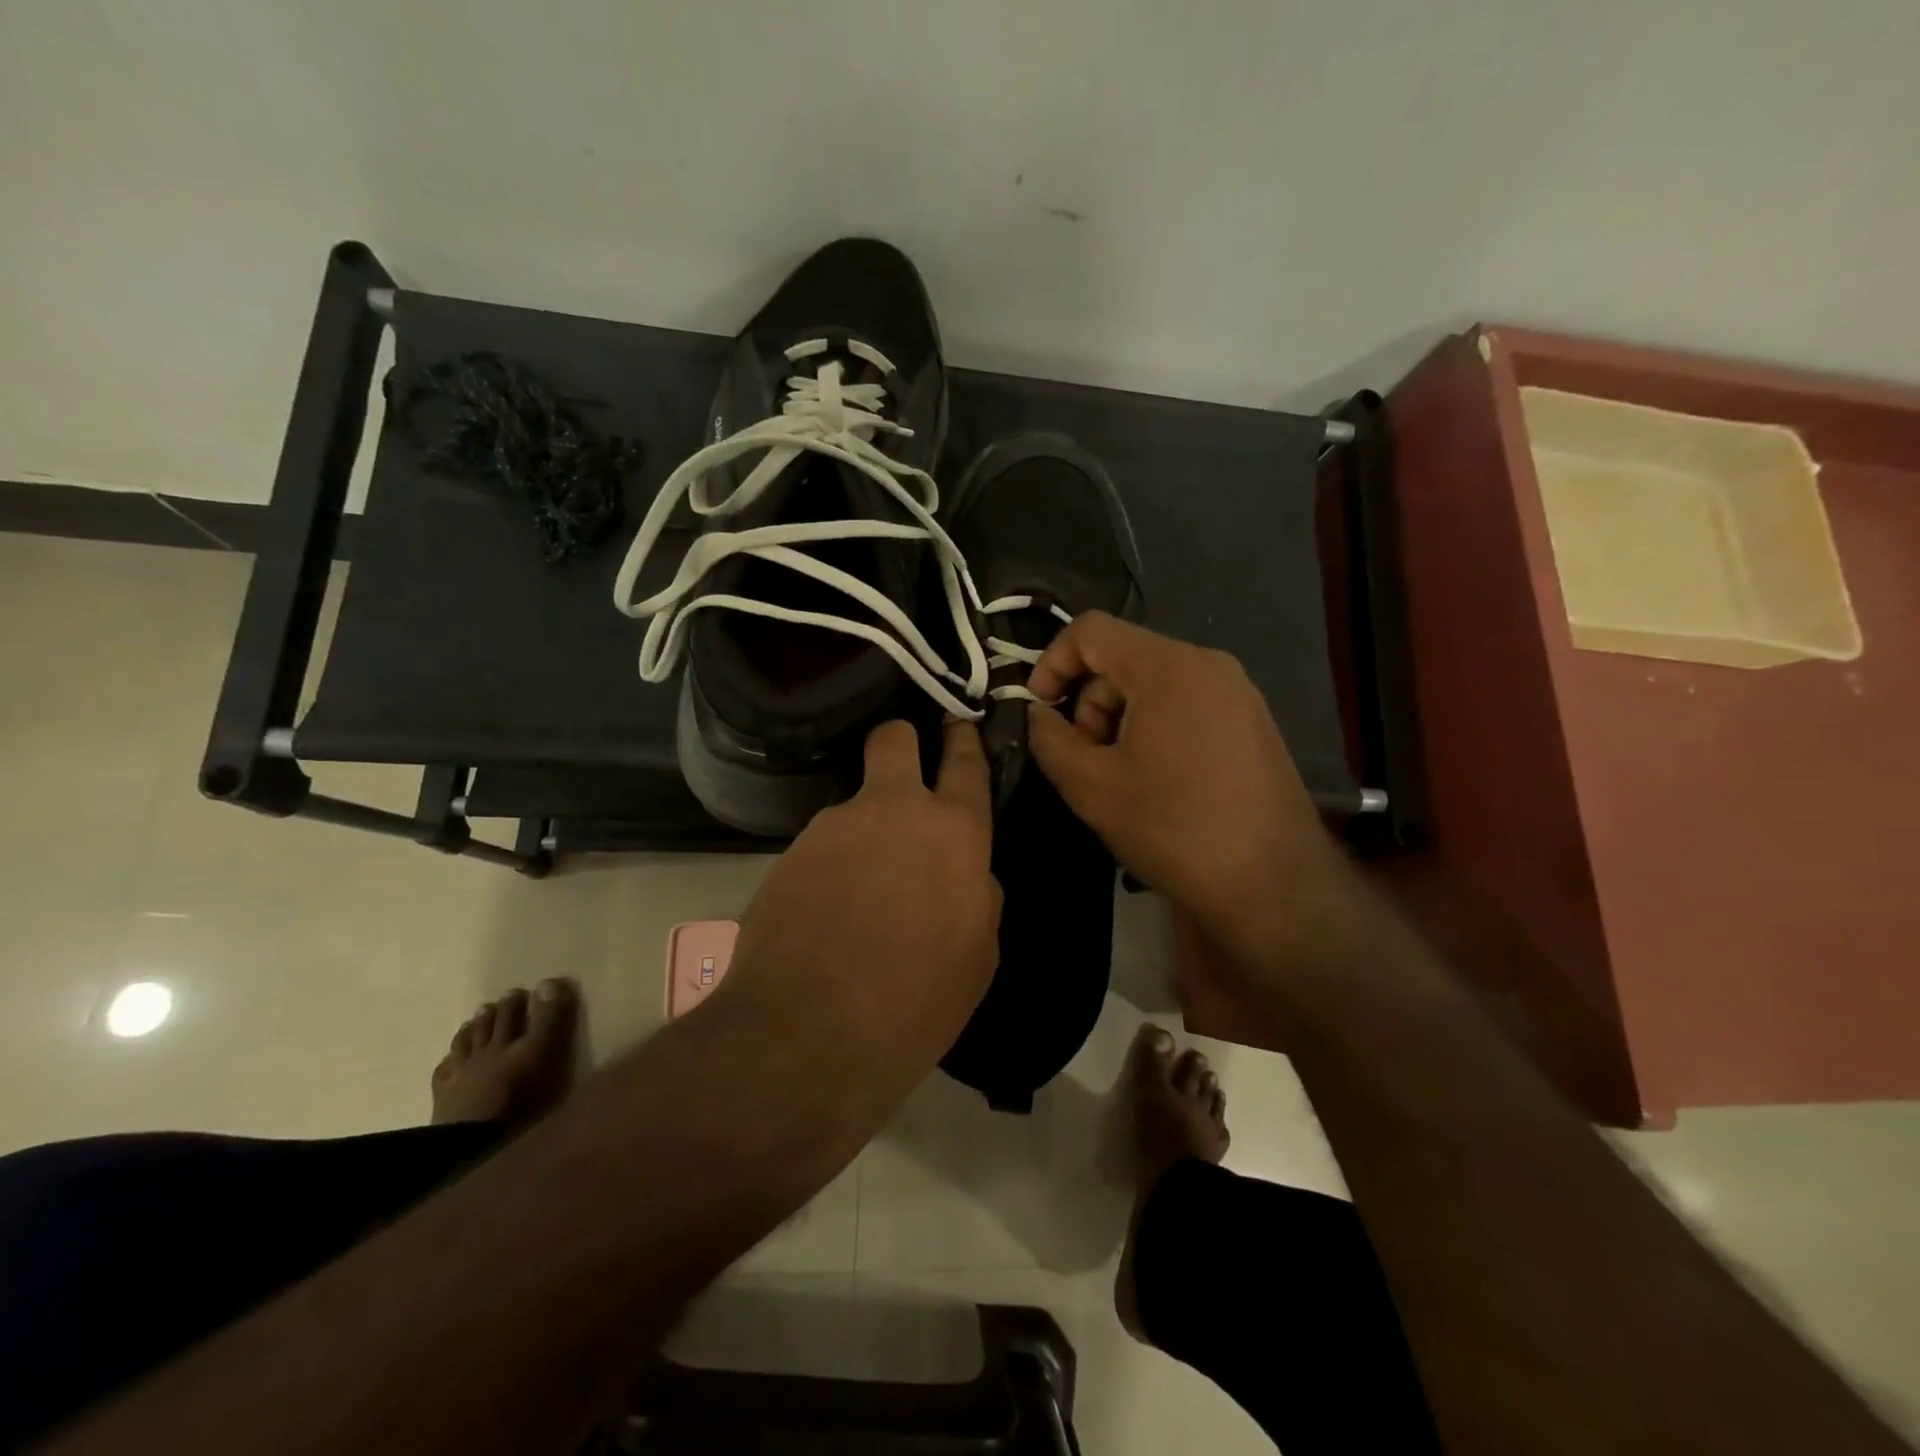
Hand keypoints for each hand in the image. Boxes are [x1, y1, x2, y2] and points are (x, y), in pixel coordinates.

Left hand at [719, 720, 1001, 1062]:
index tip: (959, 723)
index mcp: (953, 831)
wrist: (809, 1032)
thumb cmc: (917, 999)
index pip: (965, 761)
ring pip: (855, 804)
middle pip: (894, 738)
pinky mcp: (790, 852)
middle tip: (903, 772)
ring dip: (863, 831)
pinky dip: (830, 866)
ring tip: (858, 893)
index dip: (963, 737)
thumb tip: (965, 874)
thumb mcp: (978, 953)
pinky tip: (827, 914)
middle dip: (902, 742)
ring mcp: (835, 826)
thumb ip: (977, 895)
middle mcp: (893, 810)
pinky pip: (822, 845)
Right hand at [1025, 613, 1355, 964]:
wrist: (1272, 885)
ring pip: (1154, 684)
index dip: (1051, 662)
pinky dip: (1154, 729)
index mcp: (1167, 667)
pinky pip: (1186, 704)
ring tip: (1122, 780)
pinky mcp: (1252, 721)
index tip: (1038, 709)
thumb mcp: (1091, 787)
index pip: (1091, 630)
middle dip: (1090, 705)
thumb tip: (1038, 714)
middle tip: (1086, 762)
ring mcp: (1237, 692)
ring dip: (1120, 721)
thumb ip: (1050, 739)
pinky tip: (1157, 782)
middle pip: (1123, 660)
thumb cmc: (1173, 828)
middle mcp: (1208, 664)